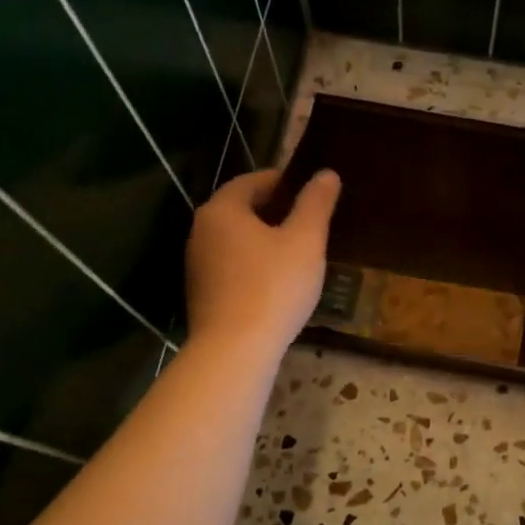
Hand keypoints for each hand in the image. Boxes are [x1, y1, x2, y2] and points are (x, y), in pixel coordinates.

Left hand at [185, 168, 340, 354]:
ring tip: (299, 251)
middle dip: (275, 211)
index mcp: (222, 209)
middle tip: (310, 222)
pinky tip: (279, 282)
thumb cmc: (273, 286)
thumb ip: (316, 203)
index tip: (312, 192)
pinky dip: (254, 264)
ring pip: (237, 240)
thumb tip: (326, 173)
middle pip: (241, 209)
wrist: (235, 350)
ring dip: (265, 239)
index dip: (284, 182)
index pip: (253, 180)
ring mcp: (197, 264)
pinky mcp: (202, 293)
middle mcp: (202, 230)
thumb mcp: (305, 240)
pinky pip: (232, 266)